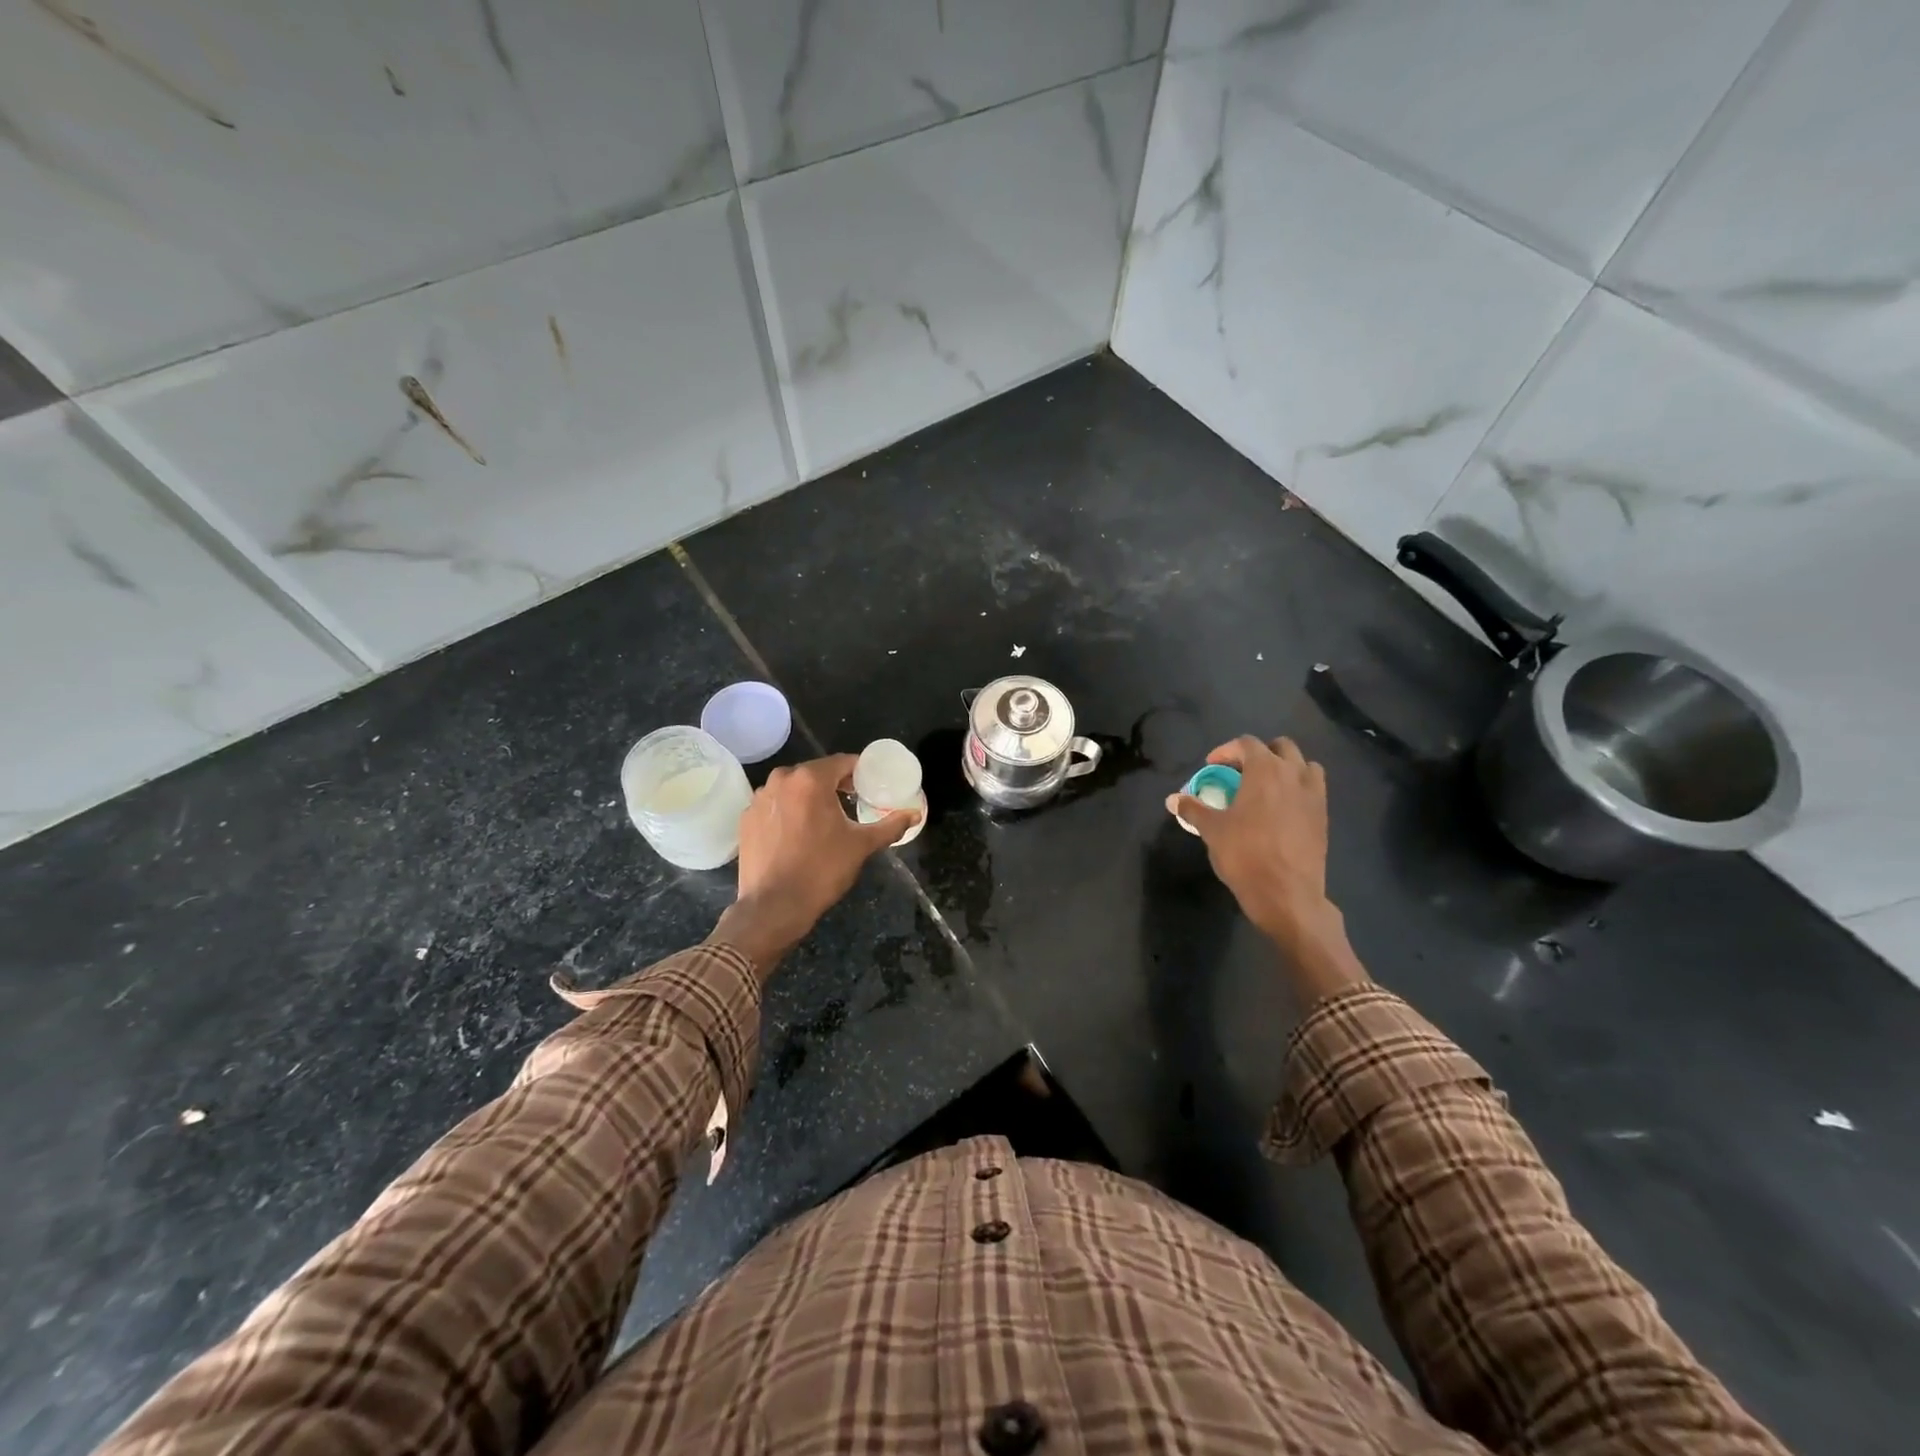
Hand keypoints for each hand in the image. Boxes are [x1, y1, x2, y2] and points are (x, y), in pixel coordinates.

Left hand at [710, 754, 917, 977]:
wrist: (773, 906)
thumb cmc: (822, 870)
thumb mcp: (861, 846)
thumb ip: (890, 826)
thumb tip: (915, 815)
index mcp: (811, 779)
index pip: (842, 762)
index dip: (859, 772)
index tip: (870, 786)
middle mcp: (781, 780)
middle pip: (815, 773)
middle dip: (835, 784)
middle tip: (851, 803)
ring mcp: (759, 798)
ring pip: (793, 788)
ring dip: (809, 797)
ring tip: (824, 820)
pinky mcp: (746, 818)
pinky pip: (775, 805)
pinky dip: (788, 811)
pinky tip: (797, 833)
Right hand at [1167, 736, 1366, 1000]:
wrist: (1287, 894)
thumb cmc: (1245, 855)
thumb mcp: (1212, 830)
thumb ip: (1193, 809)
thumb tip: (1172, 799)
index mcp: (1265, 770)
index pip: (1246, 744)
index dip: (1226, 751)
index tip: (1212, 766)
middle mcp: (1293, 774)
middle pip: (1280, 747)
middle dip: (1259, 754)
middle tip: (1240, 773)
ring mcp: (1313, 795)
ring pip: (1304, 765)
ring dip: (1285, 768)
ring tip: (1266, 787)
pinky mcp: (1323, 816)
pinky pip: (1314, 789)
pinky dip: (1298, 789)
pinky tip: (1282, 809)